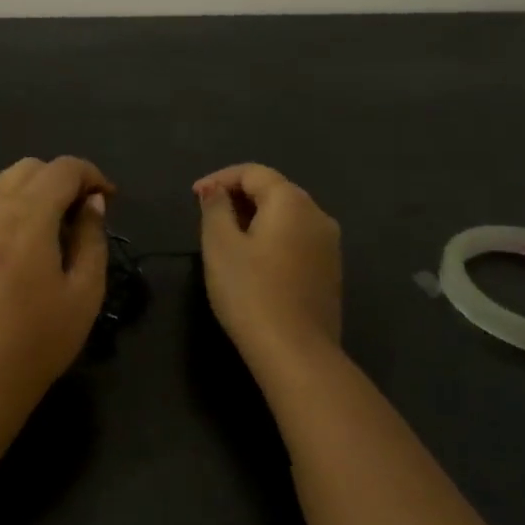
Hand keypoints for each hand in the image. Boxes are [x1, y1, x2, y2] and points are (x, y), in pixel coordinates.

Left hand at [0, 157, 114, 429]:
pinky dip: (1, 217)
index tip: (107, 199)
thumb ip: (92, 237)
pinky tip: (11, 256)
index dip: (91, 175)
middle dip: (58, 180)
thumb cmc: (38, 342)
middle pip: (26, 168)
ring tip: (46, 233)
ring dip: (28, 195)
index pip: (62, 169)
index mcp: (26, 217)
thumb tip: (91, 203)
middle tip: (78, 213)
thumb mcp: (84, 293)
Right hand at [195, 164, 341, 366]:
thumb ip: (215, 209)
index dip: (220, 178)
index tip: (194, 197)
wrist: (296, 352)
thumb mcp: (220, 245)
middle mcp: (318, 215)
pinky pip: (297, 240)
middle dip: (238, 197)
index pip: (253, 172)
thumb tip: (215, 190)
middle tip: (207, 216)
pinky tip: (253, 262)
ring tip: (226, 238)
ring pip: (287, 217)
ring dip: (255, 218)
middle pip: (274, 191)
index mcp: (292, 202)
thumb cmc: (251, 292)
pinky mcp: (330, 271)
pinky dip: (272, 239)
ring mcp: (329, 245)